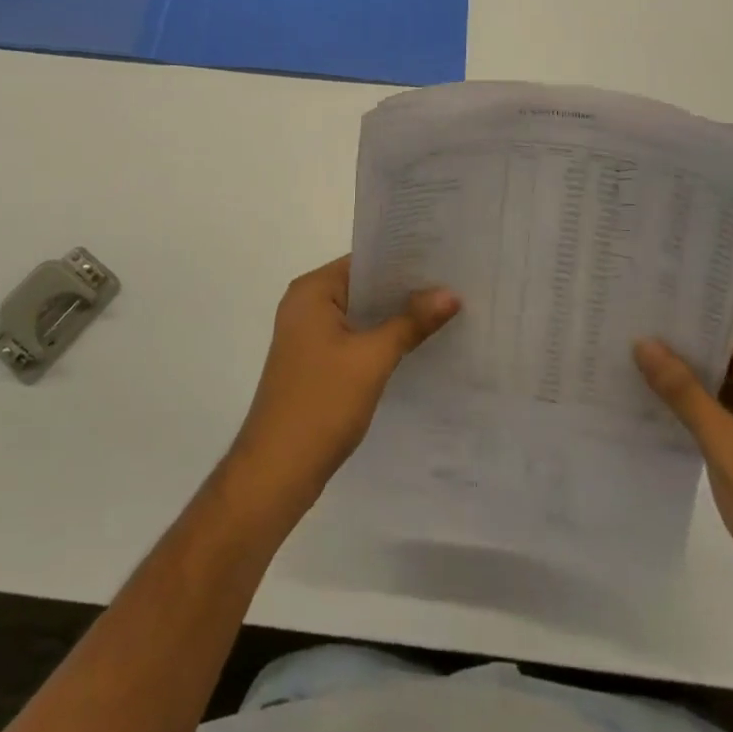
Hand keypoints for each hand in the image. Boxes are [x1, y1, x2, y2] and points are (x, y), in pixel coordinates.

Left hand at [229, 255, 458, 516]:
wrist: (278, 470)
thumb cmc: (322, 403)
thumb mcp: (372, 358)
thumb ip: (410, 322)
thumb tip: (450, 292)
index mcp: (311, 291)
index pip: (364, 261)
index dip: (403, 261)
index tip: (444, 261)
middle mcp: (305, 305)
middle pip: (363, 287)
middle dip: (404, 290)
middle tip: (454, 286)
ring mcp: (307, 336)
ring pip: (360, 315)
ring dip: (394, 317)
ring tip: (444, 312)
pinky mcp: (314, 363)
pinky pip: (354, 338)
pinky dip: (380, 340)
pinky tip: (415, 346)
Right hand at [635, 319, 732, 648]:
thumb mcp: (728, 446)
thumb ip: (684, 391)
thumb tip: (643, 342)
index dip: (690, 310)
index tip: (642, 295)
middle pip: (725, 349)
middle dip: (677, 339)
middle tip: (622, 319)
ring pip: (718, 379)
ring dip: (679, 371)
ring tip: (623, 349)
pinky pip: (717, 407)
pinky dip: (687, 401)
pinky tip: (646, 394)